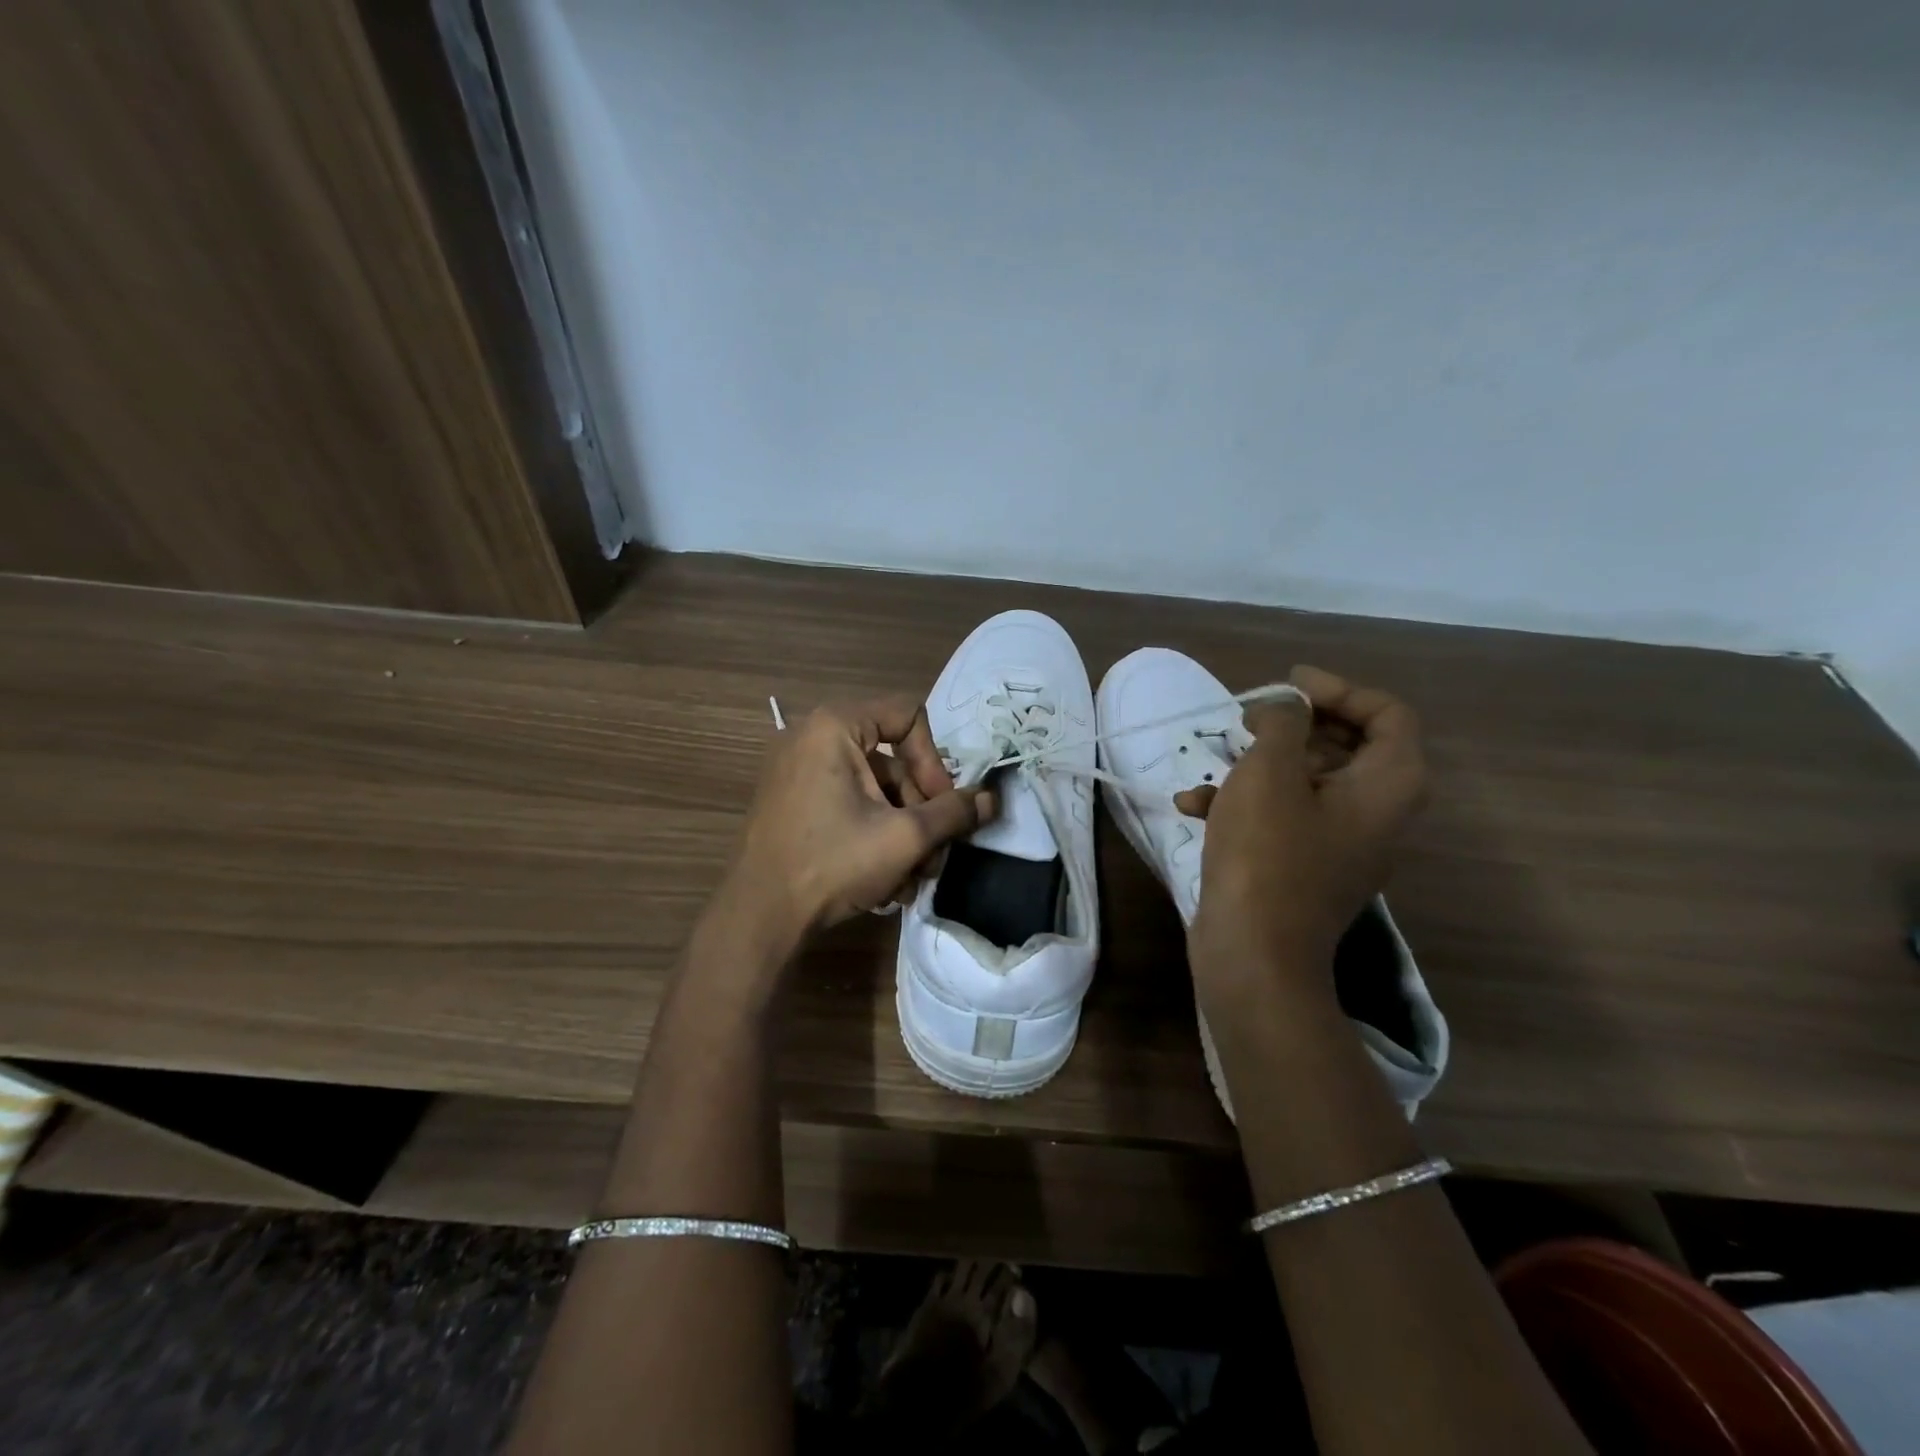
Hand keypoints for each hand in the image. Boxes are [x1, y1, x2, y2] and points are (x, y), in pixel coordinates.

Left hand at [727, 697, 994, 942]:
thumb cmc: (833, 863)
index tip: (941, 807)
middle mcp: (812, 738)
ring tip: (912, 879)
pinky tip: (885, 883)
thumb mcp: (905, 837)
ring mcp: (799, 772)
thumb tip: (993, 799)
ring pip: (874, 791)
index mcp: (834, 726)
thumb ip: (954, 813)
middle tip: (934, 855)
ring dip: (903, 834)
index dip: (935, 762)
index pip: (909, 718)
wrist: (758, 918)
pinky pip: (848, 805)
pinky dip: (872, 836)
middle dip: (921, 813)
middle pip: (893, 762)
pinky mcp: (793, 803)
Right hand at [1178, 666, 1426, 1004]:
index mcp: (1387, 786)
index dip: (1340, 689)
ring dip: (1261, 765)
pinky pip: (1285, 819)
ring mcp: (1340, 845)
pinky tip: (1192, 806)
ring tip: (1215, 758)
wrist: (1254, 953)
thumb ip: (1283, 724)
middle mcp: (1376, 814)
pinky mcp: (1304, 868)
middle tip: (1250, 716)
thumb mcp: (1270, 771)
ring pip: (1309, 783)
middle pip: (1348, 747)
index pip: (1388, 714)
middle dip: (1295, 726)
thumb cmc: (1267, 853)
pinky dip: (1246, 805)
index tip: (1288, 684)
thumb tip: (1287, 709)